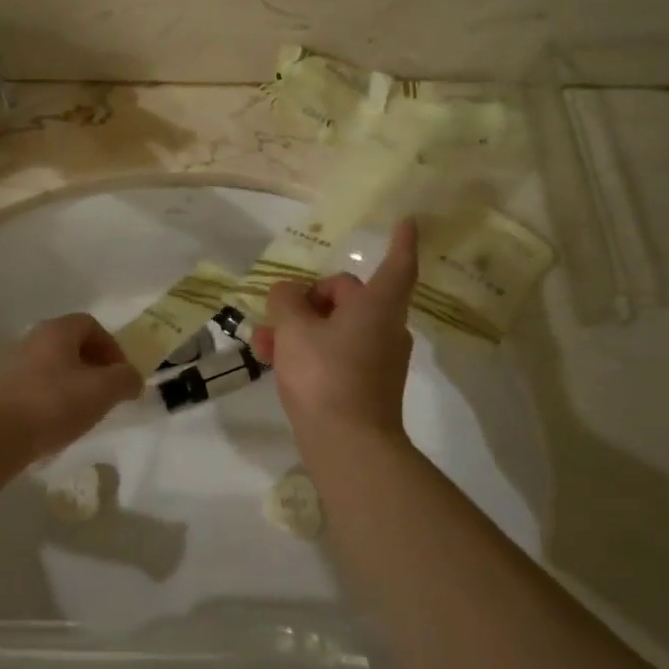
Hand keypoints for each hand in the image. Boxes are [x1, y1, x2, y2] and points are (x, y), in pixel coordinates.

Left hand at [0, 314, 142, 471]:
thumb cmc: (55, 404)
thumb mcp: (103, 391)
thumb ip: (126, 379)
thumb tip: (132, 378)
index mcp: (57, 330)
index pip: (92, 325)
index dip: (112, 347)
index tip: (121, 375)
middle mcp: (34, 338)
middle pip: (73, 344)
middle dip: (96, 366)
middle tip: (107, 392)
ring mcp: (15, 363)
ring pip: (56, 365)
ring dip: (76, 382)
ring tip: (85, 410)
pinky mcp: (5, 388)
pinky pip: (40, 384)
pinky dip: (56, 396)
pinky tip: (60, 420)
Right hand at [251, 219, 418, 453]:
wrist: (348, 446)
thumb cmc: (324, 375)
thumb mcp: (292, 329)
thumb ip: (286, 301)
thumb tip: (288, 293)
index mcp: (376, 308)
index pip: (396, 266)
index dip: (401, 242)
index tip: (407, 221)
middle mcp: (384, 329)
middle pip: (348, 298)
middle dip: (307, 300)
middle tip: (276, 314)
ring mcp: (378, 360)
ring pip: (335, 329)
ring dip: (299, 329)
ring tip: (261, 345)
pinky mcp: (366, 386)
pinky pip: (336, 354)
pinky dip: (309, 352)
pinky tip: (275, 363)